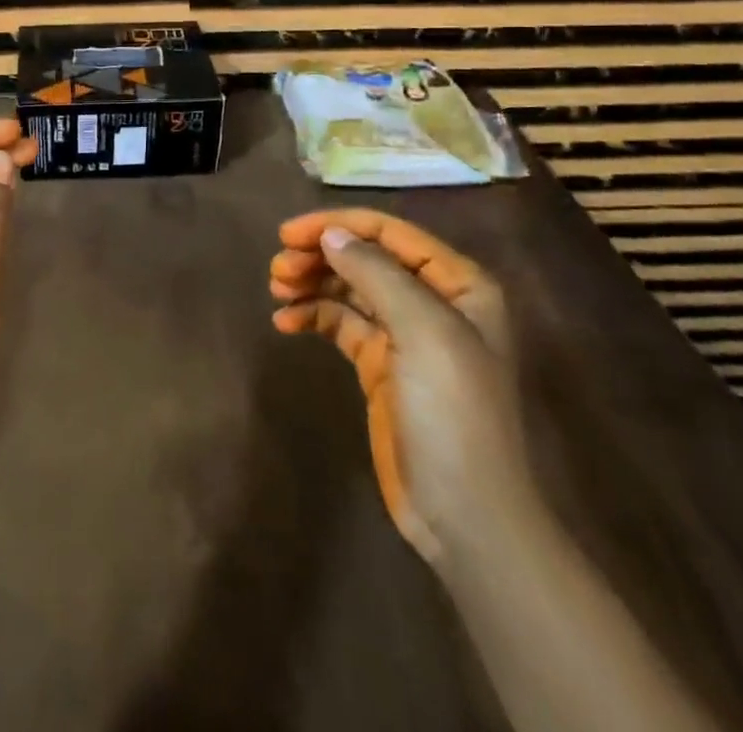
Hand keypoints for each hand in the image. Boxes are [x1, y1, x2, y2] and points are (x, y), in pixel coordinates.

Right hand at [269, 209, 532, 562]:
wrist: (465, 515)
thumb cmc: (453, 412)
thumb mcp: (422, 332)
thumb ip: (376, 273)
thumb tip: (330, 234)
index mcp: (458, 284)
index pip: (390, 233)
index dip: (338, 226)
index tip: (288, 234)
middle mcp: (433, 302)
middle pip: (366, 258)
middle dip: (320, 256)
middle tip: (277, 268)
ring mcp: (405, 335)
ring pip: (349, 288)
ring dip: (311, 283)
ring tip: (276, 290)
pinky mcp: (380, 366)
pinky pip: (340, 324)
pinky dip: (312, 316)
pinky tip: (285, 323)